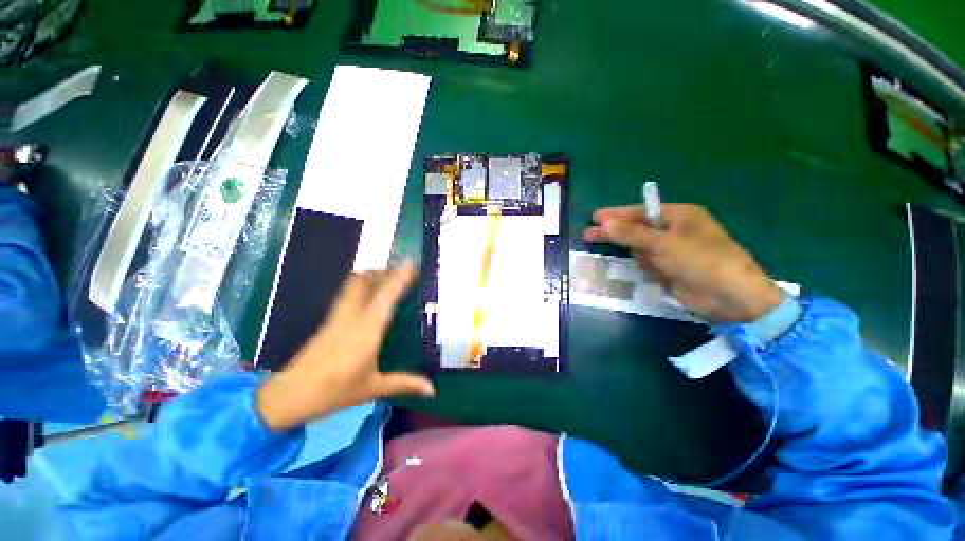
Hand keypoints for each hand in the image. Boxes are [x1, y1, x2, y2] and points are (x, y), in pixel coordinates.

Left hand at [256, 261, 434, 431]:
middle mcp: (352, 316)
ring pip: (351, 286)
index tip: (409, 263)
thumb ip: (404, 384)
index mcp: (367, 329)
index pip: (386, 296)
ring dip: (368, 277)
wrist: (290, 395)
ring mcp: (337, 317)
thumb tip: (432, 390)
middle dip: (381, 272)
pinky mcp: (328, 322)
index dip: (399, 278)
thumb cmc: (335, 391)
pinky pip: (346, 296)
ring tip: (385, 278)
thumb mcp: (373, 387)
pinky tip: (367, 298)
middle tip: (399, 271)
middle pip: (363, 282)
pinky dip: (359, 288)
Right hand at [583, 204, 780, 322]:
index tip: (594, 218)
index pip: (640, 212)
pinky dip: (641, 265)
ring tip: (617, 252)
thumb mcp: (662, 243)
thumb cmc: (699, 259)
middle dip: (615, 232)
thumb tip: (603, 225)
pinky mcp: (670, 268)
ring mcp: (672, 250)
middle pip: (637, 229)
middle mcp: (675, 230)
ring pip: (640, 247)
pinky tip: (645, 269)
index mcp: (679, 215)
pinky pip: (647, 262)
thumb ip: (630, 234)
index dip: (615, 215)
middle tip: (588, 234)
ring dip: (630, 250)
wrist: (729, 297)